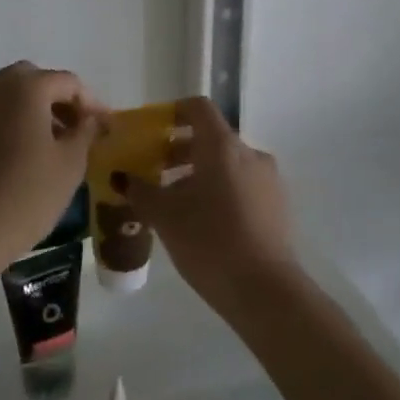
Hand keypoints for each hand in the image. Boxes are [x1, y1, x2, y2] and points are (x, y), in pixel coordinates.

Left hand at [0, 63, 104, 268]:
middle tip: (80, 128)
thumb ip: (85, 131)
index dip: (92, 103)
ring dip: (37, 109)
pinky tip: (31, 149)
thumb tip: (91, 119)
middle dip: (60, 99)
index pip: (68, 82)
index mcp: (27, 86)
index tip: (107, 128)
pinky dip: (15, 120)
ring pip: (12, 94)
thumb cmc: (30, 192)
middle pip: (36, 80)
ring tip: (59, 141)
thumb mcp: (71, 162)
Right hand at [124, 96, 298, 314]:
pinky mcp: (277, 207)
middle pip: (211, 138)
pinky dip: (218, 191)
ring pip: (226, 164)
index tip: (151, 132)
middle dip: (179, 151)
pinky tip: (200, 222)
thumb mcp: (165, 215)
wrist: (264, 290)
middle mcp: (249, 154)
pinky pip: (242, 186)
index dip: (172, 112)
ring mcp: (268, 180)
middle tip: (153, 172)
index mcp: (223, 146)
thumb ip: (140, 190)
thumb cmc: (209, 241)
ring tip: (173, 202)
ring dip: (197, 174)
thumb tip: (122, 177)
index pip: (198, 108)